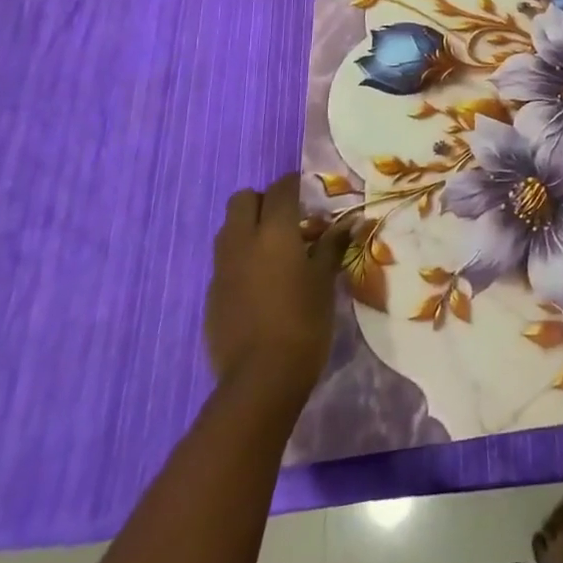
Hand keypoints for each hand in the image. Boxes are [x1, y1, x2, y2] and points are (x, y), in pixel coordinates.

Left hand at [206, 174, 351, 401]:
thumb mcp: (325, 280)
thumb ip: (333, 245)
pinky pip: (224, 261)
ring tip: (275, 249)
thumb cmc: (304, 321)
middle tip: (288, 219)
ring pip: (229, 229)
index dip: (295, 184)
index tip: (309, 192)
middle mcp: (242, 242)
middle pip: (242, 200)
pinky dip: (241, 258)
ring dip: (248, 228)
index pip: (281, 188)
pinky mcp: (212, 295)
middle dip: (263, 201)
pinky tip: (261, 282)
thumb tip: (351, 222)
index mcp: (274, 232)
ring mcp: (222, 269)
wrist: (261, 379)